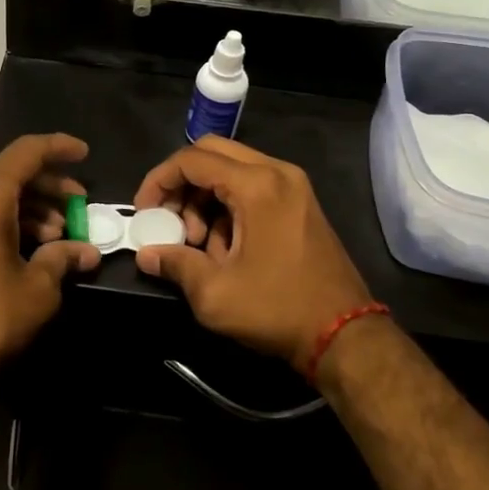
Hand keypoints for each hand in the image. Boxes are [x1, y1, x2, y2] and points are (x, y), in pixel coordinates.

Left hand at [0, 134, 100, 407]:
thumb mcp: (36, 290)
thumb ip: (62, 258)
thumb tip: (87, 251)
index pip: (26, 152)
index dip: (59, 148)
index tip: (84, 154)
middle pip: (7, 175)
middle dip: (46, 189)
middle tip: (76, 210)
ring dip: (24, 210)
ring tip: (53, 238)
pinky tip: (21, 250)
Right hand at [131, 136, 372, 371]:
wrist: (345, 335)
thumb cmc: (277, 309)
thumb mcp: (215, 293)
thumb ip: (175, 263)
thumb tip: (146, 254)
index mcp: (257, 185)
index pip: (191, 160)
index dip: (158, 181)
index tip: (143, 212)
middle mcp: (277, 172)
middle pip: (212, 154)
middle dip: (181, 184)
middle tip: (167, 220)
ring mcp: (293, 186)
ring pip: (231, 170)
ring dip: (204, 197)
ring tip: (197, 243)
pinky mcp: (300, 203)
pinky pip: (252, 186)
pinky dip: (228, 205)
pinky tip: (223, 248)